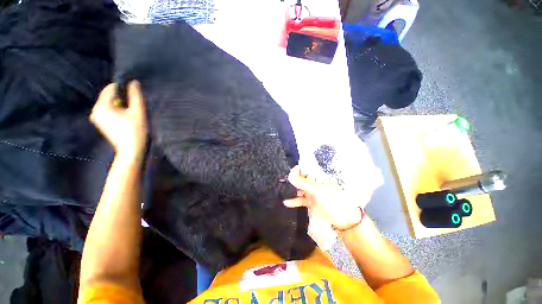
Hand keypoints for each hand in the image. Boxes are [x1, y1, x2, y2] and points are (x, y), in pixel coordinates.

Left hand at [90, 81, 147, 159]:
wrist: (131, 151)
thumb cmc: (135, 130)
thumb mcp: (138, 111)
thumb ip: (135, 95)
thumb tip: (134, 82)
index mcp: (102, 105)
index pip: (111, 88)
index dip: (124, 89)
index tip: (134, 95)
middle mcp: (95, 110)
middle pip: (110, 96)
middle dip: (122, 98)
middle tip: (135, 107)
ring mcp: (97, 118)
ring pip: (110, 104)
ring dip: (121, 105)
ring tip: (132, 114)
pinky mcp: (101, 123)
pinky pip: (108, 111)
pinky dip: (117, 112)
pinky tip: (126, 119)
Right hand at [284, 166, 362, 229]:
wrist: (344, 219)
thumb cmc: (332, 200)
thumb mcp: (317, 190)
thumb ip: (303, 183)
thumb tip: (290, 174)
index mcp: (318, 177)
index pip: (304, 169)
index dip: (296, 170)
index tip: (288, 173)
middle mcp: (314, 183)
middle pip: (301, 179)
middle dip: (292, 180)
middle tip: (282, 181)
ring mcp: (312, 193)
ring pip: (299, 189)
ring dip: (292, 190)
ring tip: (282, 190)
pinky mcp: (311, 202)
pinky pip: (300, 200)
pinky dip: (294, 201)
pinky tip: (286, 202)